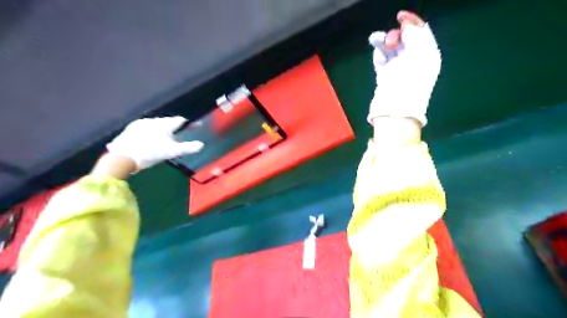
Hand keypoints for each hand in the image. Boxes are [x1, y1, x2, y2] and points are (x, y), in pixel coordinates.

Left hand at [105, 116, 203, 171]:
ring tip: (166, 136)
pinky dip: (152, 132)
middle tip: (182, 132)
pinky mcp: (130, 129)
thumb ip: (188, 148)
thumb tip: (201, 145)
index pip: (181, 121)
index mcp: (165, 125)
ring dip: (164, 129)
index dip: (191, 124)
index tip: (198, 126)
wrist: (122, 157)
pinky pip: (145, 128)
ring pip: (156, 124)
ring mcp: (140, 124)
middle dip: (177, 126)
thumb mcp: (172, 152)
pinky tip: (150, 138)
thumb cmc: (151, 153)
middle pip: (168, 121)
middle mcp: (153, 121)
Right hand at [368, 11, 442, 124]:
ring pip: (390, 50)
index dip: (412, 22)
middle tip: (389, 39)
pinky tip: (376, 53)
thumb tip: (407, 25)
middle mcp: (414, 62)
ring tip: (375, 39)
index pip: (422, 33)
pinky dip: (378, 55)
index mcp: (427, 56)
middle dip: (396, 35)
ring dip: (383, 43)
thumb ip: (415, 36)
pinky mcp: (386, 78)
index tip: (399, 16)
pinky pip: (382, 61)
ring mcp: (399, 70)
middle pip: (405, 40)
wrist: (395, 110)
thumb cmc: (410, 83)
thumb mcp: (419, 56)